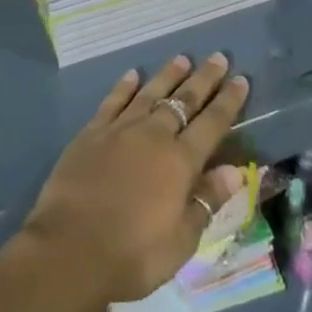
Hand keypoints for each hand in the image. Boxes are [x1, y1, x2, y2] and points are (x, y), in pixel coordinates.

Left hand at [15, 54, 249, 308]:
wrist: (70, 247)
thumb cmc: (133, 254)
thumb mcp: (181, 240)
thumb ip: (207, 200)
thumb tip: (236, 170)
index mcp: (180, 162)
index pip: (212, 124)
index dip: (228, 101)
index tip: (241, 79)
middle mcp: (153, 135)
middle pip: (183, 100)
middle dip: (203, 79)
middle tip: (217, 57)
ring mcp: (120, 129)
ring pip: (150, 93)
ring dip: (167, 75)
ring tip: (182, 58)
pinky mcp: (92, 132)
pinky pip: (113, 101)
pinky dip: (124, 86)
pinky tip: (132, 75)